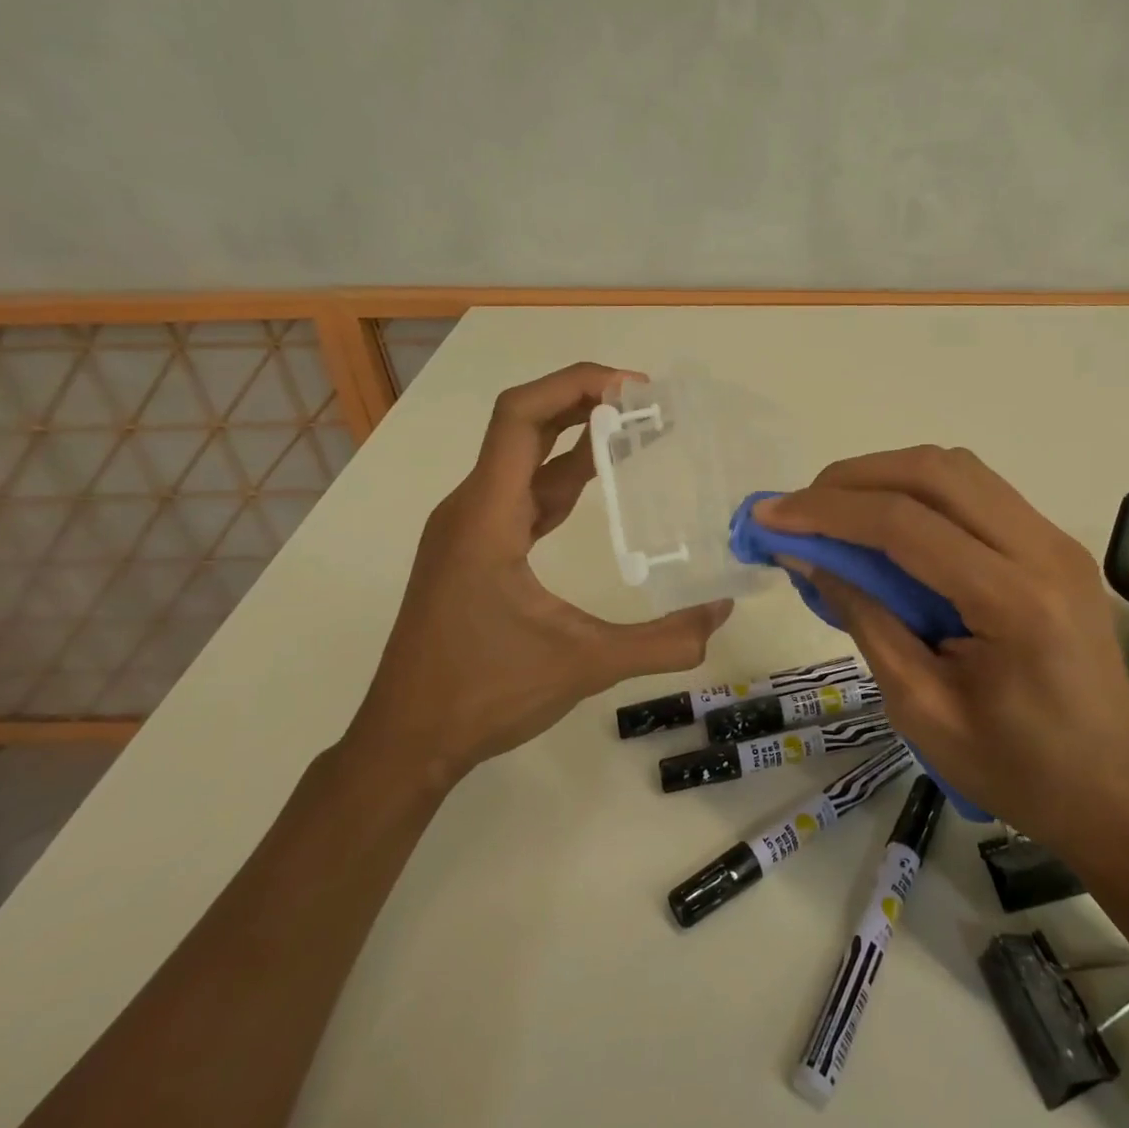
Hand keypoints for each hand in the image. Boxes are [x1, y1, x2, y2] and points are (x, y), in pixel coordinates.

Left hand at [349, 363, 731, 787]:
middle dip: (583, 400)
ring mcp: (469, 528)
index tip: (632, 389)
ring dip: (575, 435)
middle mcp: (472, 508)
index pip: (520, 417)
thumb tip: (722, 614)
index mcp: (487, 516)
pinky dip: (562, 473)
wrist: (406, 741)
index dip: (574, 386)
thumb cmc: (483, 693)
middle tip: (646, 400)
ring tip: (634, 426)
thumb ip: (661, 641)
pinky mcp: (475, 548)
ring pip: (523, 458)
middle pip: (523, 424)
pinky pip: (523, 492)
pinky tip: (598, 477)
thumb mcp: (584, 664)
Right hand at [755, 447, 1128, 864]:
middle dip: (854, 478)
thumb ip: (864, 619)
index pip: (905, 524)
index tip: (769, 515)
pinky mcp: (1055, 544)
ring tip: (836, 510)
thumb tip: (808, 556)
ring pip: (958, 470)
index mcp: (1015, 603)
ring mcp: (1057, 540)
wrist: (1114, 794)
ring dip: (888, 475)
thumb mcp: (921, 708)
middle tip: (800, 506)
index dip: (827, 512)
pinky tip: (888, 523)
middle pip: (935, 472)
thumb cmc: (1015, 771)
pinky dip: (921, 491)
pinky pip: (978, 492)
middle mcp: (1044, 550)